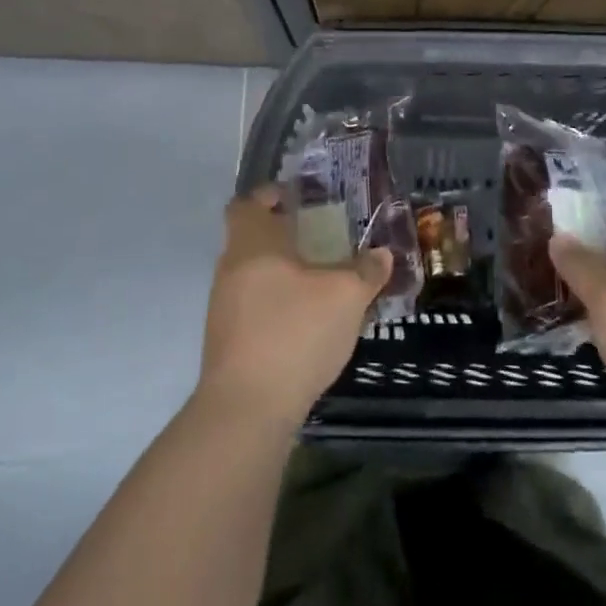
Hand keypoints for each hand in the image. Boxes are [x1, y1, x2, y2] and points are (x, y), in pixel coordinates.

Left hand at [196, 186, 392, 431]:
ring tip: (322, 282)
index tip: (297, 198)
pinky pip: (254, 307)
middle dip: (286, 237)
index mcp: (252, 245)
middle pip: (253, 240)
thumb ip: (366, 270)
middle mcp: (231, 269)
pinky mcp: (228, 342)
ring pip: (254, 275)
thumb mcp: (346, 296)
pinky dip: (278, 304)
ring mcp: (224, 308)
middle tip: (324, 239)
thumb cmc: (295, 332)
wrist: (247, 409)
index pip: (247, 204)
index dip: (270, 196)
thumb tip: (382, 254)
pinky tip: (308, 322)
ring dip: (283, 273)